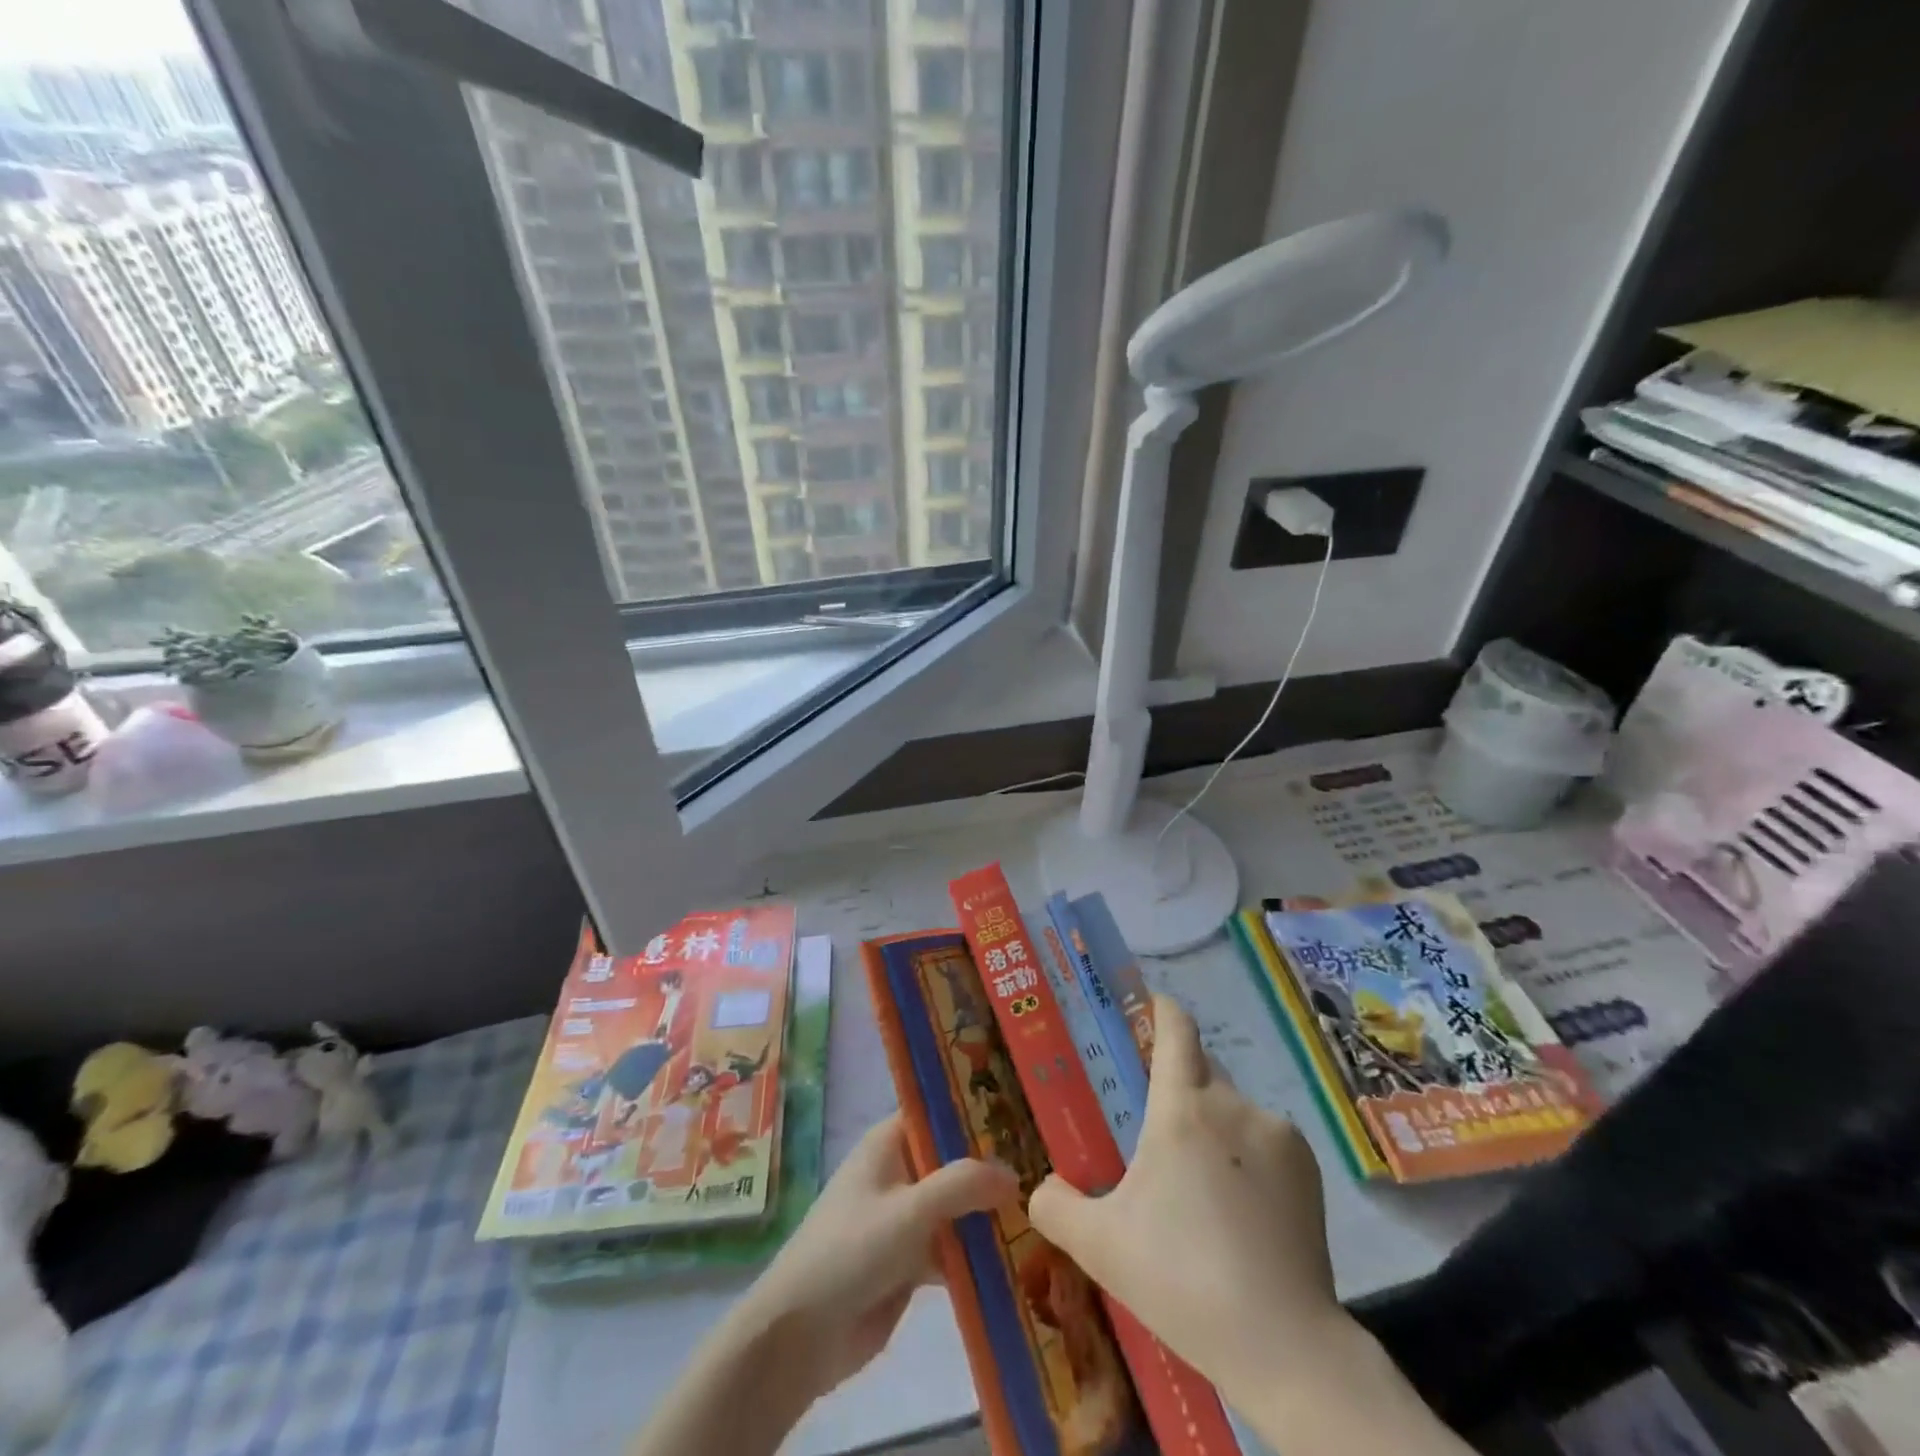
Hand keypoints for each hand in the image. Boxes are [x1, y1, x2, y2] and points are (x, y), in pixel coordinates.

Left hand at [734, 1114, 1017, 1397]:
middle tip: (1047, 1164)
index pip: (938, 1113)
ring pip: (956, 1206)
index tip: (1023, 1111)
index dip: (976, 1110)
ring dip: (989, 1212)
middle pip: (953, 1160)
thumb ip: (963, 1185)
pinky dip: (978, 1252)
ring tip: (1045, 1209)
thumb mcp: (911, 1209)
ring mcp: (904, 1218)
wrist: (800, 1336)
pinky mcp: (909, 1262)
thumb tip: (1014, 1173)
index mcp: (889, 1142)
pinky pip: (952, 1248)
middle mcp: (899, 1172)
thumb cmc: (851, 1250)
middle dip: (992, 1166)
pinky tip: (1020, 1258)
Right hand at [1027, 994, 1346, 1401]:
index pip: (1176, 1030)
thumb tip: (1039, 1187)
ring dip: (1214, 1129)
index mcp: (1181, 1108)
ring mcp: (1277, 1134)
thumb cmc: (1180, 1278)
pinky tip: (1242, 1210)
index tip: (1150, 1005)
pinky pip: (1265, 1141)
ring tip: (1202, 1188)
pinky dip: (1248, 1157)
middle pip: (1202, 1070)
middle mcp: (1231, 1104)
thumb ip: (1055, 1206)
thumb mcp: (1099, 1245)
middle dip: (1180, 1085)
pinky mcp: (1310, 1168)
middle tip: (1158, 1128)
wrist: (1283, 1344)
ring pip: (1233, 1110)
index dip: (1162, 1010)